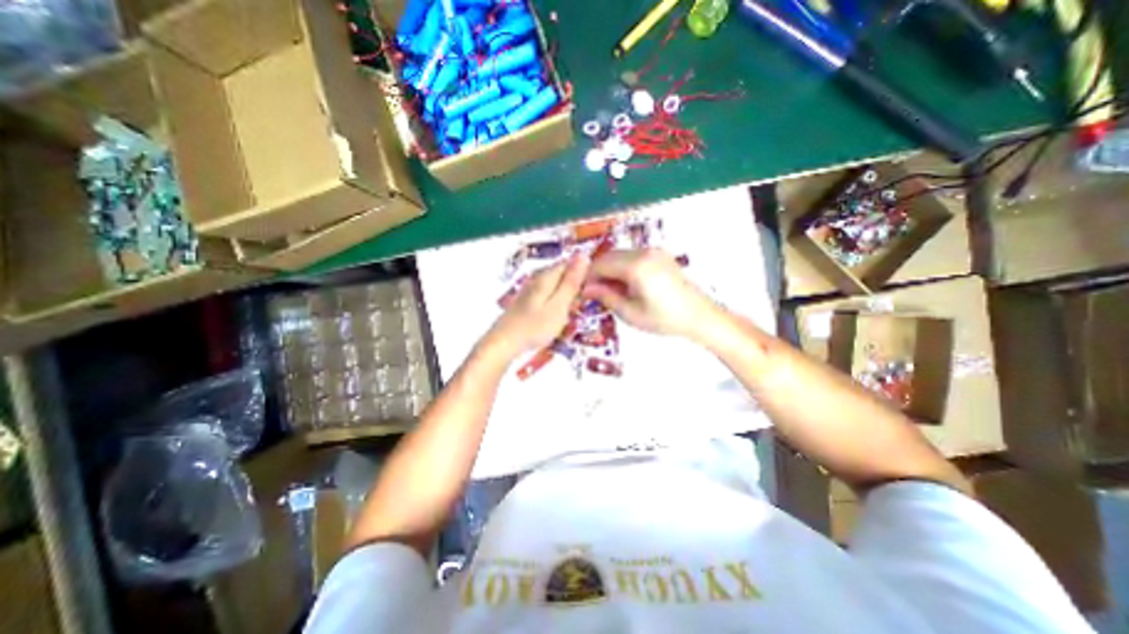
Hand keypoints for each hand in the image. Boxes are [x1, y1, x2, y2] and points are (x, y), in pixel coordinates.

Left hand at [485, 256, 592, 359]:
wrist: (503, 343)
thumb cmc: (534, 327)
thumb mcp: (559, 306)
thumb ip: (571, 282)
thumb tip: (584, 256)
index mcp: (547, 276)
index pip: (570, 262)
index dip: (585, 271)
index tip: (595, 287)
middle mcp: (538, 278)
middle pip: (562, 273)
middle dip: (576, 284)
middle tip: (586, 303)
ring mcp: (531, 290)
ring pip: (556, 284)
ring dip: (567, 294)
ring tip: (574, 310)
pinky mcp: (527, 301)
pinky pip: (548, 294)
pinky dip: (557, 301)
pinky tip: (559, 314)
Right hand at [581, 248, 712, 338]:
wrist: (699, 316)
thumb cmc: (664, 319)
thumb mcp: (630, 313)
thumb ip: (606, 297)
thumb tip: (585, 288)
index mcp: (636, 266)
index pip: (601, 265)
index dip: (587, 277)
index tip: (582, 291)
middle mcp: (644, 252)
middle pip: (609, 256)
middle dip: (598, 272)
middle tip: (594, 293)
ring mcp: (653, 251)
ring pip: (620, 255)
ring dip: (610, 269)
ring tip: (610, 291)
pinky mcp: (659, 254)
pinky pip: (633, 256)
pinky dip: (623, 267)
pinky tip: (625, 284)